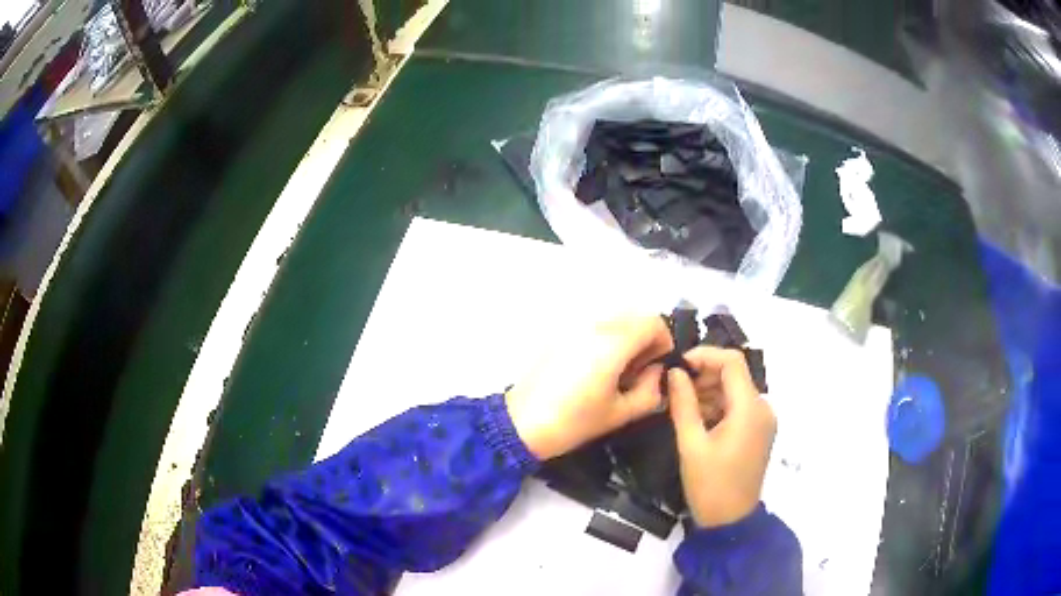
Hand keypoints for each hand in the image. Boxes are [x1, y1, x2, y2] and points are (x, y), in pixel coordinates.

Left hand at [505, 315, 673, 459]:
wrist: (521, 424)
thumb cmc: (573, 422)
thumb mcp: (620, 414)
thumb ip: (650, 390)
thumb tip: (656, 372)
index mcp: (612, 343)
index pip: (653, 322)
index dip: (663, 342)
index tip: (656, 367)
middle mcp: (594, 325)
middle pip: (635, 317)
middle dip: (645, 340)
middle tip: (637, 372)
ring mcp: (573, 326)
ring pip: (614, 319)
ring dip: (625, 338)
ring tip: (615, 371)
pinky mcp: (559, 333)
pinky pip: (593, 325)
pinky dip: (604, 338)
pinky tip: (592, 368)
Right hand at [667, 347, 775, 527]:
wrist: (731, 521)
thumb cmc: (709, 484)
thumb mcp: (691, 444)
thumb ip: (683, 403)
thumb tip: (675, 372)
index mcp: (749, 408)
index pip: (732, 362)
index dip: (705, 355)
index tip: (678, 364)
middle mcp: (763, 408)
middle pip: (735, 375)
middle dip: (705, 375)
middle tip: (675, 388)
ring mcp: (764, 420)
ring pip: (736, 390)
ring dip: (710, 391)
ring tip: (681, 405)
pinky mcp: (760, 431)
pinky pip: (739, 407)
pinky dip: (719, 406)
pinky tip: (698, 419)